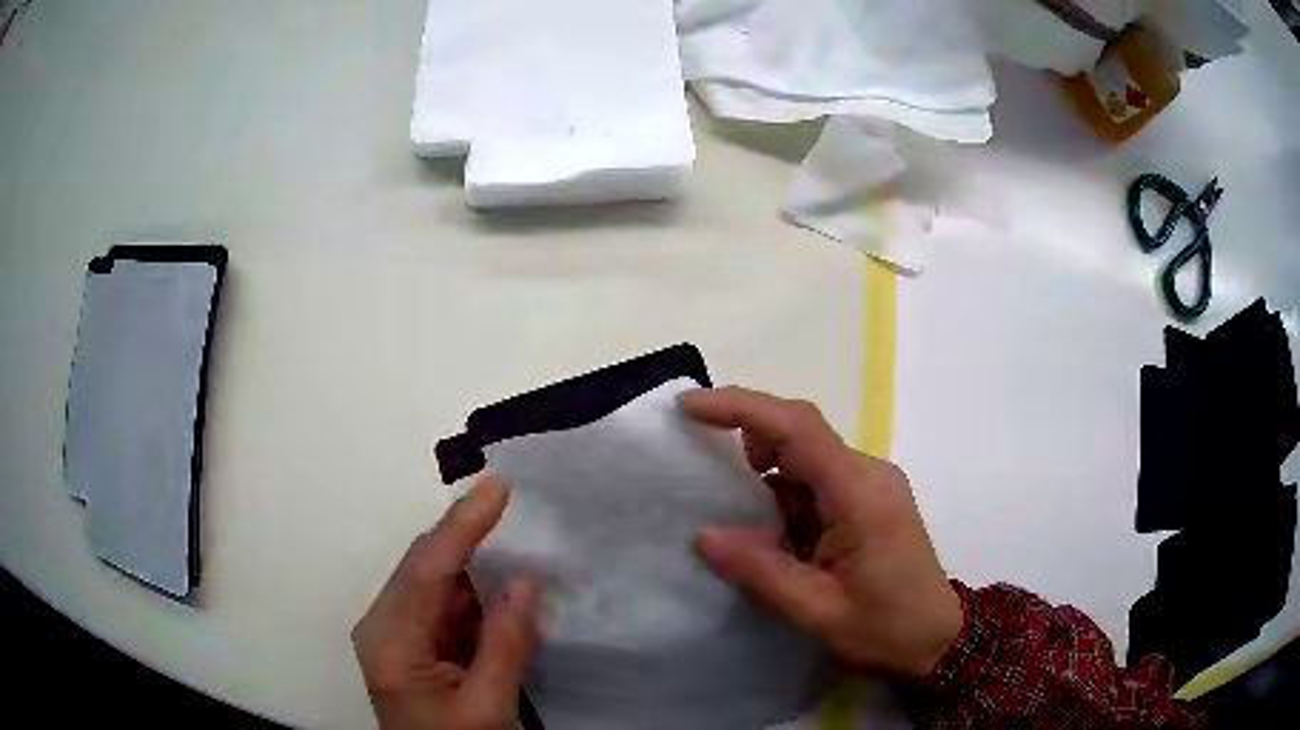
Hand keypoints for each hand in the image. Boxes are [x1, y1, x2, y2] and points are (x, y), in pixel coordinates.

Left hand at [353, 476, 539, 729]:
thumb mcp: (489, 708)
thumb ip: (505, 644)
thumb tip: (525, 580)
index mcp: (392, 644)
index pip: (427, 570)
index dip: (463, 525)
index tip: (499, 487)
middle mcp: (383, 628)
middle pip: (424, 567)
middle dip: (468, 536)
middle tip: (513, 504)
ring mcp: (394, 635)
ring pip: (435, 582)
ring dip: (477, 567)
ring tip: (520, 543)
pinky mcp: (411, 645)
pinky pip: (443, 605)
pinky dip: (476, 597)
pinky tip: (505, 593)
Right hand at [684, 387, 963, 679]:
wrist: (938, 640)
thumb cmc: (885, 629)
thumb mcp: (816, 612)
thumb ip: (760, 572)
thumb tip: (704, 536)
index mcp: (859, 493)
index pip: (797, 427)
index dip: (741, 408)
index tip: (689, 407)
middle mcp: (868, 473)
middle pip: (798, 436)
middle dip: (749, 454)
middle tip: (714, 496)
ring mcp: (872, 484)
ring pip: (805, 461)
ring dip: (768, 486)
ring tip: (748, 536)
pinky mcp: (870, 499)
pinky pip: (817, 482)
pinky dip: (787, 502)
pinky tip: (777, 543)